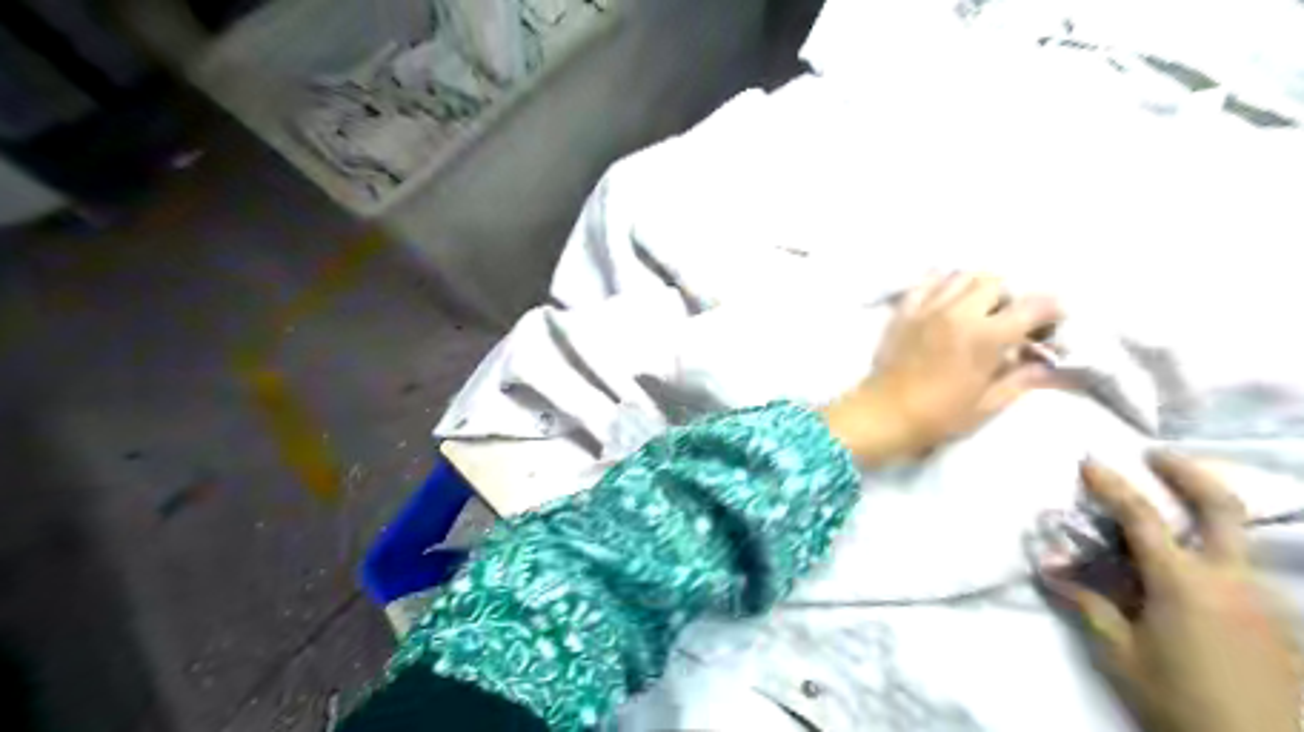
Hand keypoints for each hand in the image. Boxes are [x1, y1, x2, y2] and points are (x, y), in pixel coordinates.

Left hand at [823, 270, 1056, 464]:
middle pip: (997, 282)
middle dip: (1010, 297)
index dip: (1051, 311)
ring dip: (977, 287)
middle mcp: (959, 312)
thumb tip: (1046, 365)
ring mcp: (928, 307)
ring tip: (977, 310)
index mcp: (986, 336)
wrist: (883, 414)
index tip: (1052, 324)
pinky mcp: (904, 309)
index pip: (1033, 305)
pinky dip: (942, 283)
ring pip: (963, 275)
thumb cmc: (938, 416)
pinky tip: (946, 300)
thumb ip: (1020, 379)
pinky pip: (927, 280)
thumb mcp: (987, 405)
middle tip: (1008, 320)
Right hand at [1051, 455, 1298, 730]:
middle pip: (1221, 506)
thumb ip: (1089, 606)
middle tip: (1156, 454)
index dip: (1112, 485)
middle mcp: (1230, 579)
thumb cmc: (1182, 702)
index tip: (1089, 461)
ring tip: (1166, 511)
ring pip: (1237, 536)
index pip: (1141, 518)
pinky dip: (1211, 549)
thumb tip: (1048, 571)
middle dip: (1188, 471)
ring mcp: (1261, 597)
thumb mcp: (1121, 656)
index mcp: (1185, 583)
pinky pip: (1240, 568)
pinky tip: (1185, 568)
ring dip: (1201, 512)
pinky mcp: (1274, 619)